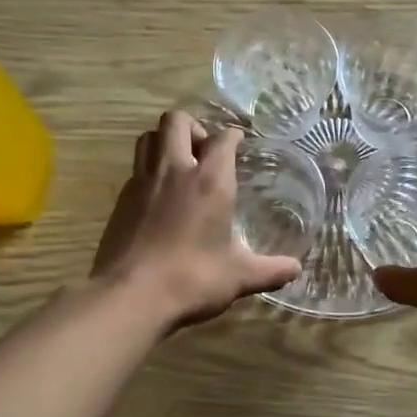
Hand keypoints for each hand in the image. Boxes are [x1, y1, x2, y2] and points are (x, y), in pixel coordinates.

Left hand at [93, 110, 303, 330]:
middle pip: (176, 121)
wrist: (131, 295)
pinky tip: (158, 197)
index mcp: (210, 181)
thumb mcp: (239, 277)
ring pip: (148, 138)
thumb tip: (296, 269)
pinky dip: (148, 172)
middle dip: (193, 127)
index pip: (223, 139)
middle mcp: (174, 171)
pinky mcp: (120, 200)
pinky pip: (135, 170)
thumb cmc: (193, 279)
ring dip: (164, 141)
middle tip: (204, 150)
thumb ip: (270, 269)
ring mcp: (142, 182)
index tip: (239, 143)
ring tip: (178, 164)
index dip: (233, 136)